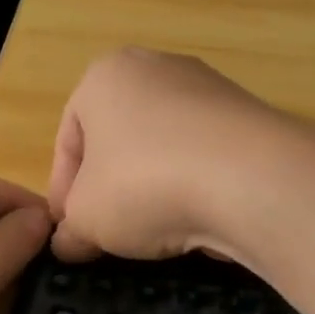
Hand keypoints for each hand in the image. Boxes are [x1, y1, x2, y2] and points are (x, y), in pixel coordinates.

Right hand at [48, 48, 299, 262]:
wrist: (251, 179)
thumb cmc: (144, 183)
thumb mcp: (87, 218)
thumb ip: (71, 230)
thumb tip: (69, 244)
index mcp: (106, 76)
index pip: (69, 138)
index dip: (63, 192)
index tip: (69, 231)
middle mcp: (158, 69)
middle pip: (119, 141)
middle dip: (110, 189)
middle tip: (106, 234)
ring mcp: (210, 90)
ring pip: (164, 150)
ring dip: (153, 190)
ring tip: (153, 234)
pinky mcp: (249, 119)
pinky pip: (205, 159)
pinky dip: (194, 188)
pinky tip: (195, 222)